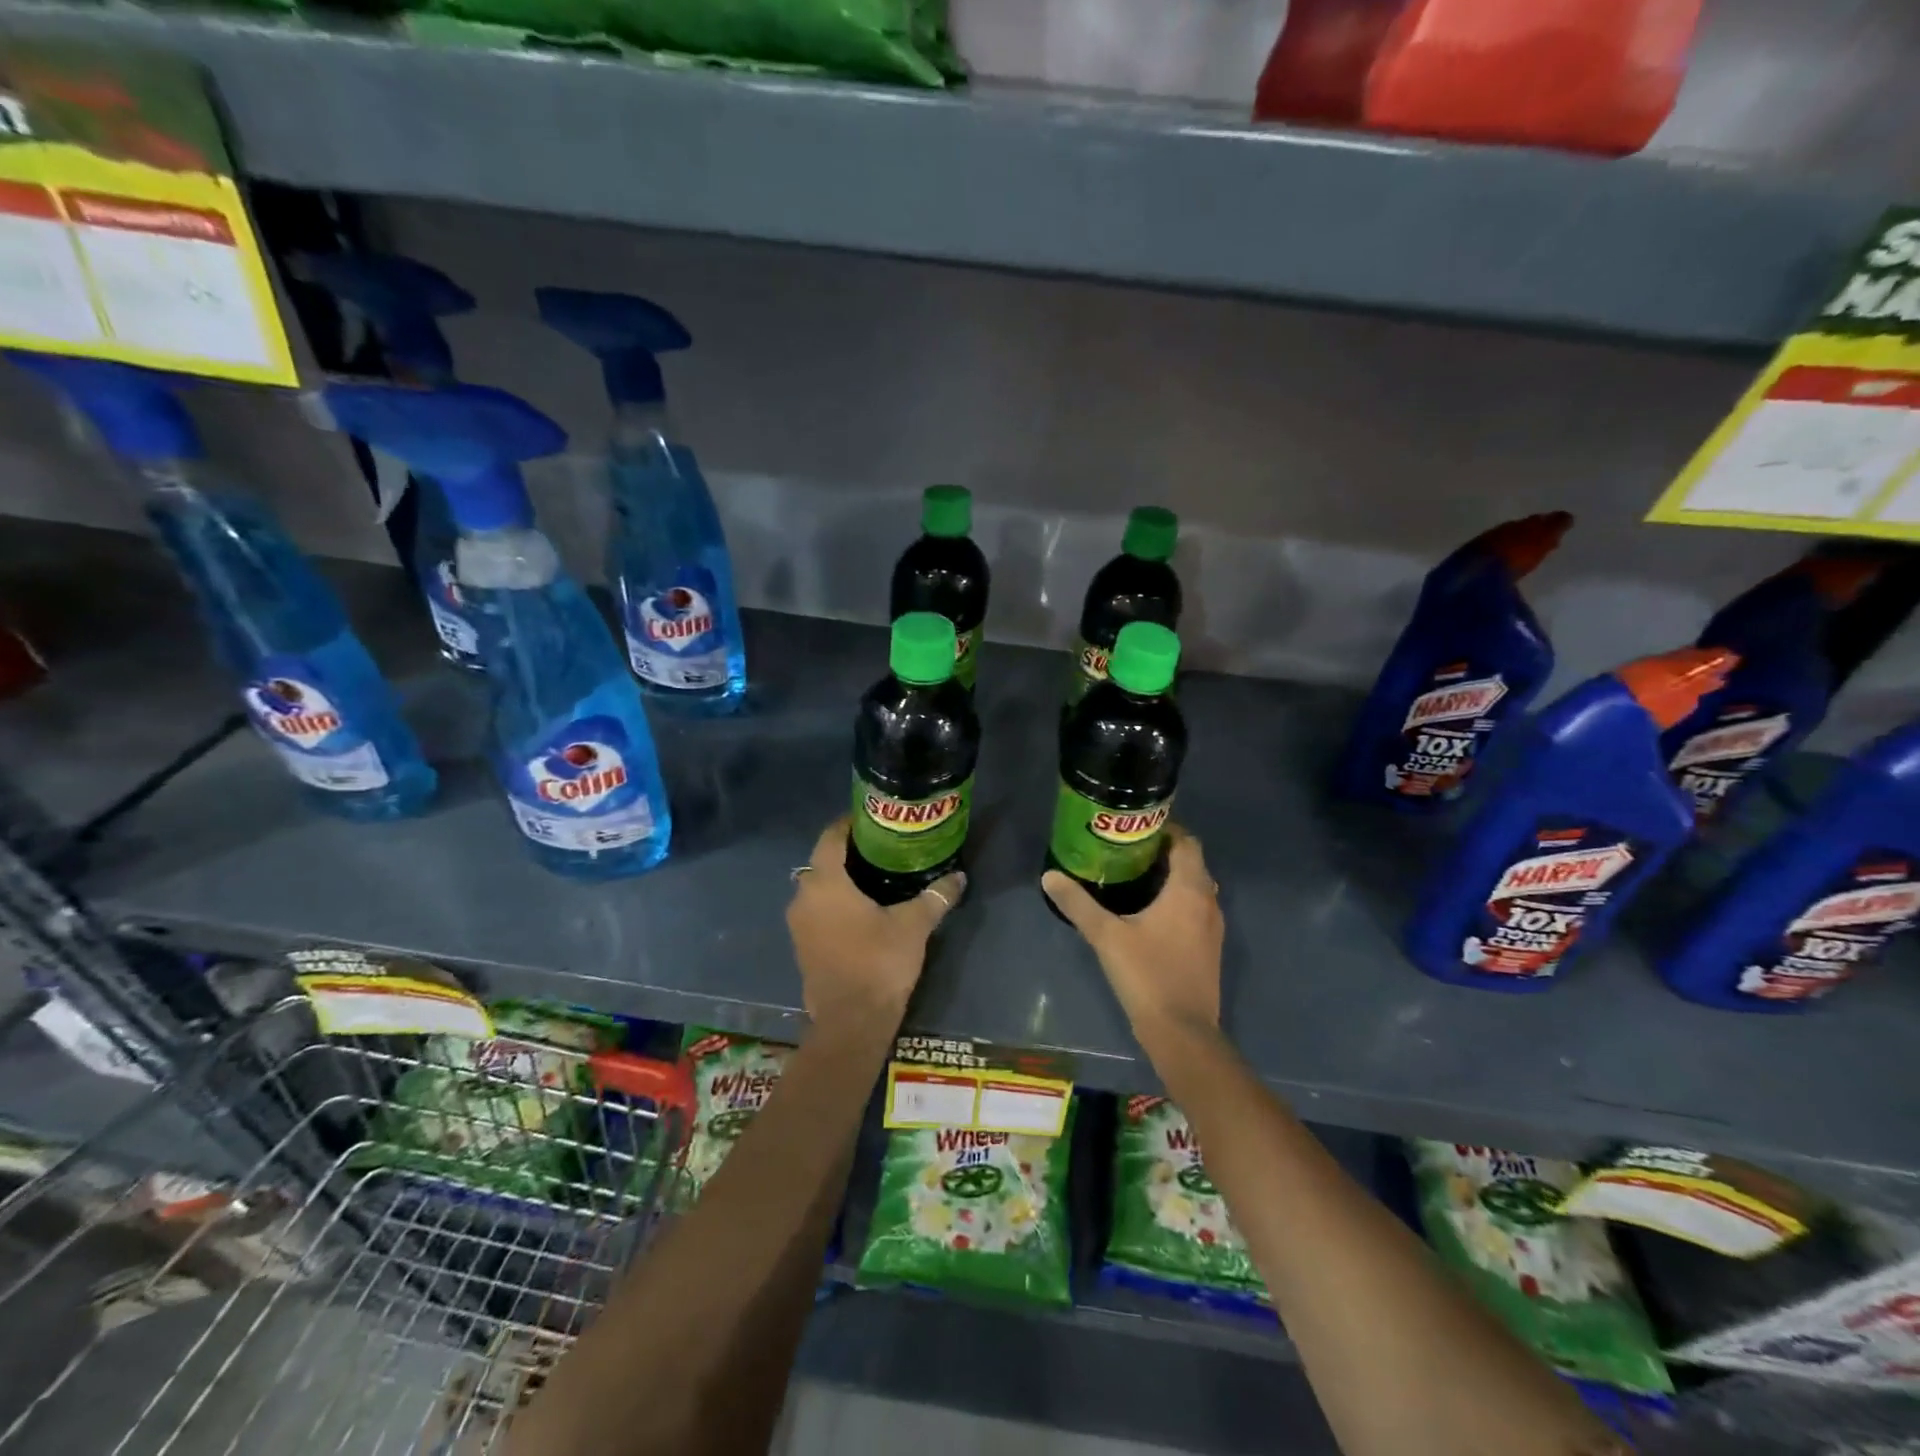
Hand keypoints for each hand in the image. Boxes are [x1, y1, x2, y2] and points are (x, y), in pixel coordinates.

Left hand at [786, 817, 962, 1030]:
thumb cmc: (879, 963)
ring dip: (840, 880)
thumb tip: (958, 877)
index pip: (831, 837)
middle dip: (848, 852)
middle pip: (823, 861)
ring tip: (875, 876)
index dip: (850, 824)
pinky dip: (834, 904)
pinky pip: (817, 911)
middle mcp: (804, 897)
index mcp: (826, 883)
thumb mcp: (914, 926)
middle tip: (881, 848)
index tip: (873, 819)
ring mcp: (799, 925)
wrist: (851, 1023)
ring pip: (818, 888)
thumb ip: (935, 896)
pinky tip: (861, 910)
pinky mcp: (802, 947)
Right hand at [1042, 826, 1222, 1051]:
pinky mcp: (1209, 949)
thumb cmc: (1147, 975)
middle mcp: (1208, 902)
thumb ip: (1078, 903)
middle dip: (1163, 853)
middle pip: (1191, 863)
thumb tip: (1050, 876)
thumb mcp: (1106, 936)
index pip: (1186, 842)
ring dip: (1171, 878)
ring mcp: (1213, 928)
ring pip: (1195, 888)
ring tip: (1134, 877)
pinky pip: (1196, 910)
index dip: (1165, 830)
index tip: (1135, 829)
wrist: (1182, 1032)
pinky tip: (1148, 913)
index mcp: (1188, 889)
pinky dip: (1177, 901)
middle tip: (1127, 851)